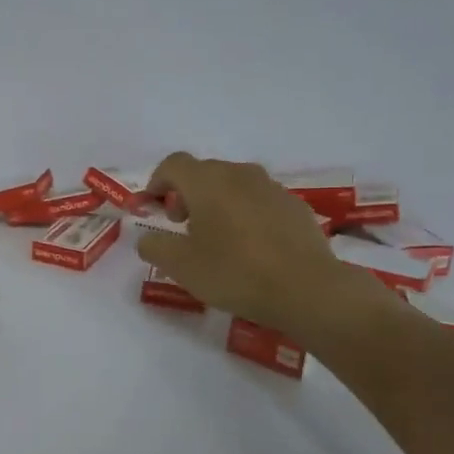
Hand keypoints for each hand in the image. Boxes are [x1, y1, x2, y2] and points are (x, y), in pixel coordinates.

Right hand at [137, 153, 391, 337]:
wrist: (305, 288)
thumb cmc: (235, 273)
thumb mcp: (181, 267)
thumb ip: (155, 247)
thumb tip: (147, 238)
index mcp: (207, 182)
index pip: (174, 165)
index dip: (158, 181)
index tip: (153, 206)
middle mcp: (240, 174)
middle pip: (204, 172)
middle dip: (187, 194)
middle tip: (183, 227)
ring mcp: (271, 188)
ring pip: (234, 185)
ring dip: (218, 202)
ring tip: (218, 237)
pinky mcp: (295, 205)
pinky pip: (260, 200)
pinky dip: (246, 213)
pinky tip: (251, 245)